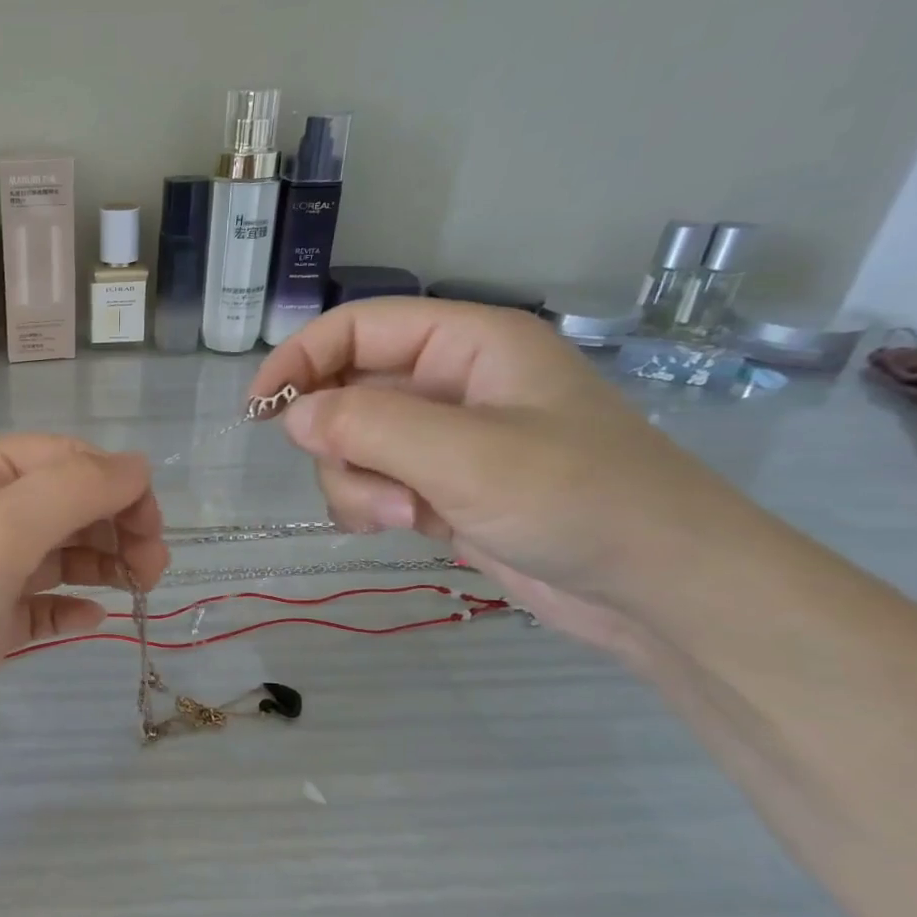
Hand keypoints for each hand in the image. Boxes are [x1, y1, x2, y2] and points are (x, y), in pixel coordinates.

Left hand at [0, 435, 166, 805]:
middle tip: (153, 565)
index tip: (152, 524)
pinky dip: (69, 608)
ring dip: (101, 562)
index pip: (60, 460)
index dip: (113, 481)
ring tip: (139, 586)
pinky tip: (93, 621)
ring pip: (56, 556)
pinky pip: (38, 608)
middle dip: (114, 523)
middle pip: (63, 505)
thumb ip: (71, 491)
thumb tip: (136, 466)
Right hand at [250, 299, 764, 651]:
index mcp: (468, 345)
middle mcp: (451, 383)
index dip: (301, 358)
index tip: (258, 409)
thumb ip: (368, 426)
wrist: (658, 589)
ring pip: (353, 446)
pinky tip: (408, 529)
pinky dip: (373, 506)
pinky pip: (374, 483)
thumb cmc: (578, 501)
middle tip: (369, 484)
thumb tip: (291, 415)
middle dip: (341, 443)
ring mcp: (445, 440)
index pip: (358, 328)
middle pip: (347, 392)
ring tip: (406, 517)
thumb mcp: (466, 456)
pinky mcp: (441, 488)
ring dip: (358, 484)